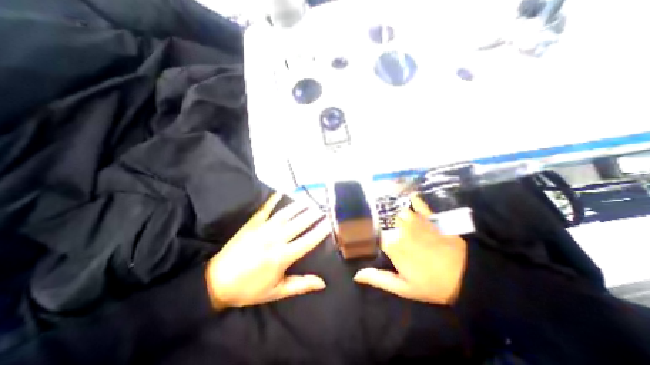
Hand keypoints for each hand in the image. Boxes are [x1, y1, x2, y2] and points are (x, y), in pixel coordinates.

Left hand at [206, 194, 330, 310]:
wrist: (216, 282)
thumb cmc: (249, 289)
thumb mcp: (276, 292)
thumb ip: (300, 285)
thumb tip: (322, 282)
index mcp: (282, 257)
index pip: (308, 240)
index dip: (320, 231)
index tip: (329, 222)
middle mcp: (275, 239)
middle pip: (299, 223)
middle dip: (313, 215)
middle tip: (323, 208)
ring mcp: (263, 229)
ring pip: (285, 214)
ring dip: (299, 206)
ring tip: (309, 200)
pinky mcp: (252, 223)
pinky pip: (265, 208)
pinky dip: (273, 199)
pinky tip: (281, 191)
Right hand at [356, 197, 467, 304]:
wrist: (466, 279)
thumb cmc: (431, 285)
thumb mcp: (403, 288)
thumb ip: (378, 279)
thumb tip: (357, 275)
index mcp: (392, 246)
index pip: (374, 233)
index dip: (371, 233)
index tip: (371, 234)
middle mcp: (400, 230)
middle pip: (386, 219)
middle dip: (383, 220)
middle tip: (383, 223)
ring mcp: (416, 222)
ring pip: (399, 210)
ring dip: (396, 211)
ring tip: (394, 210)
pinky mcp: (430, 218)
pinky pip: (419, 204)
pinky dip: (414, 199)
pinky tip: (410, 196)